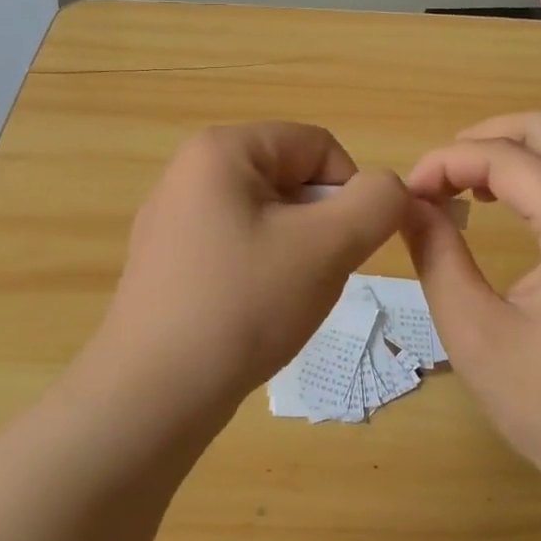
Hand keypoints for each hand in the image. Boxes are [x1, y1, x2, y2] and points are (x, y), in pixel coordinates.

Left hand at [84, 123, 408, 429]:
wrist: (153, 394)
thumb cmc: (244, 304)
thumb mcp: (329, 246)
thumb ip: (377, 202)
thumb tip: (387, 189)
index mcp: (221, 149)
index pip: (318, 146)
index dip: (349, 192)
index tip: (345, 247)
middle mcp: (188, 172)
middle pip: (290, 179)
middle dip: (320, 226)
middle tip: (314, 277)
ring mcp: (170, 219)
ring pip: (266, 218)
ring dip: (295, 253)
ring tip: (281, 300)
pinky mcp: (165, 262)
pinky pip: (235, 247)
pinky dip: (260, 273)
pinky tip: (251, 315)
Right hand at [403, 111, 540, 519]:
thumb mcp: (477, 334)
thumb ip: (437, 256)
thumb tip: (408, 204)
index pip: (505, 157)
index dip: (446, 162)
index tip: (406, 196)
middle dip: (482, 139)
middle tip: (436, 180)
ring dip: (518, 149)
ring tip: (470, 185)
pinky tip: (513, 208)